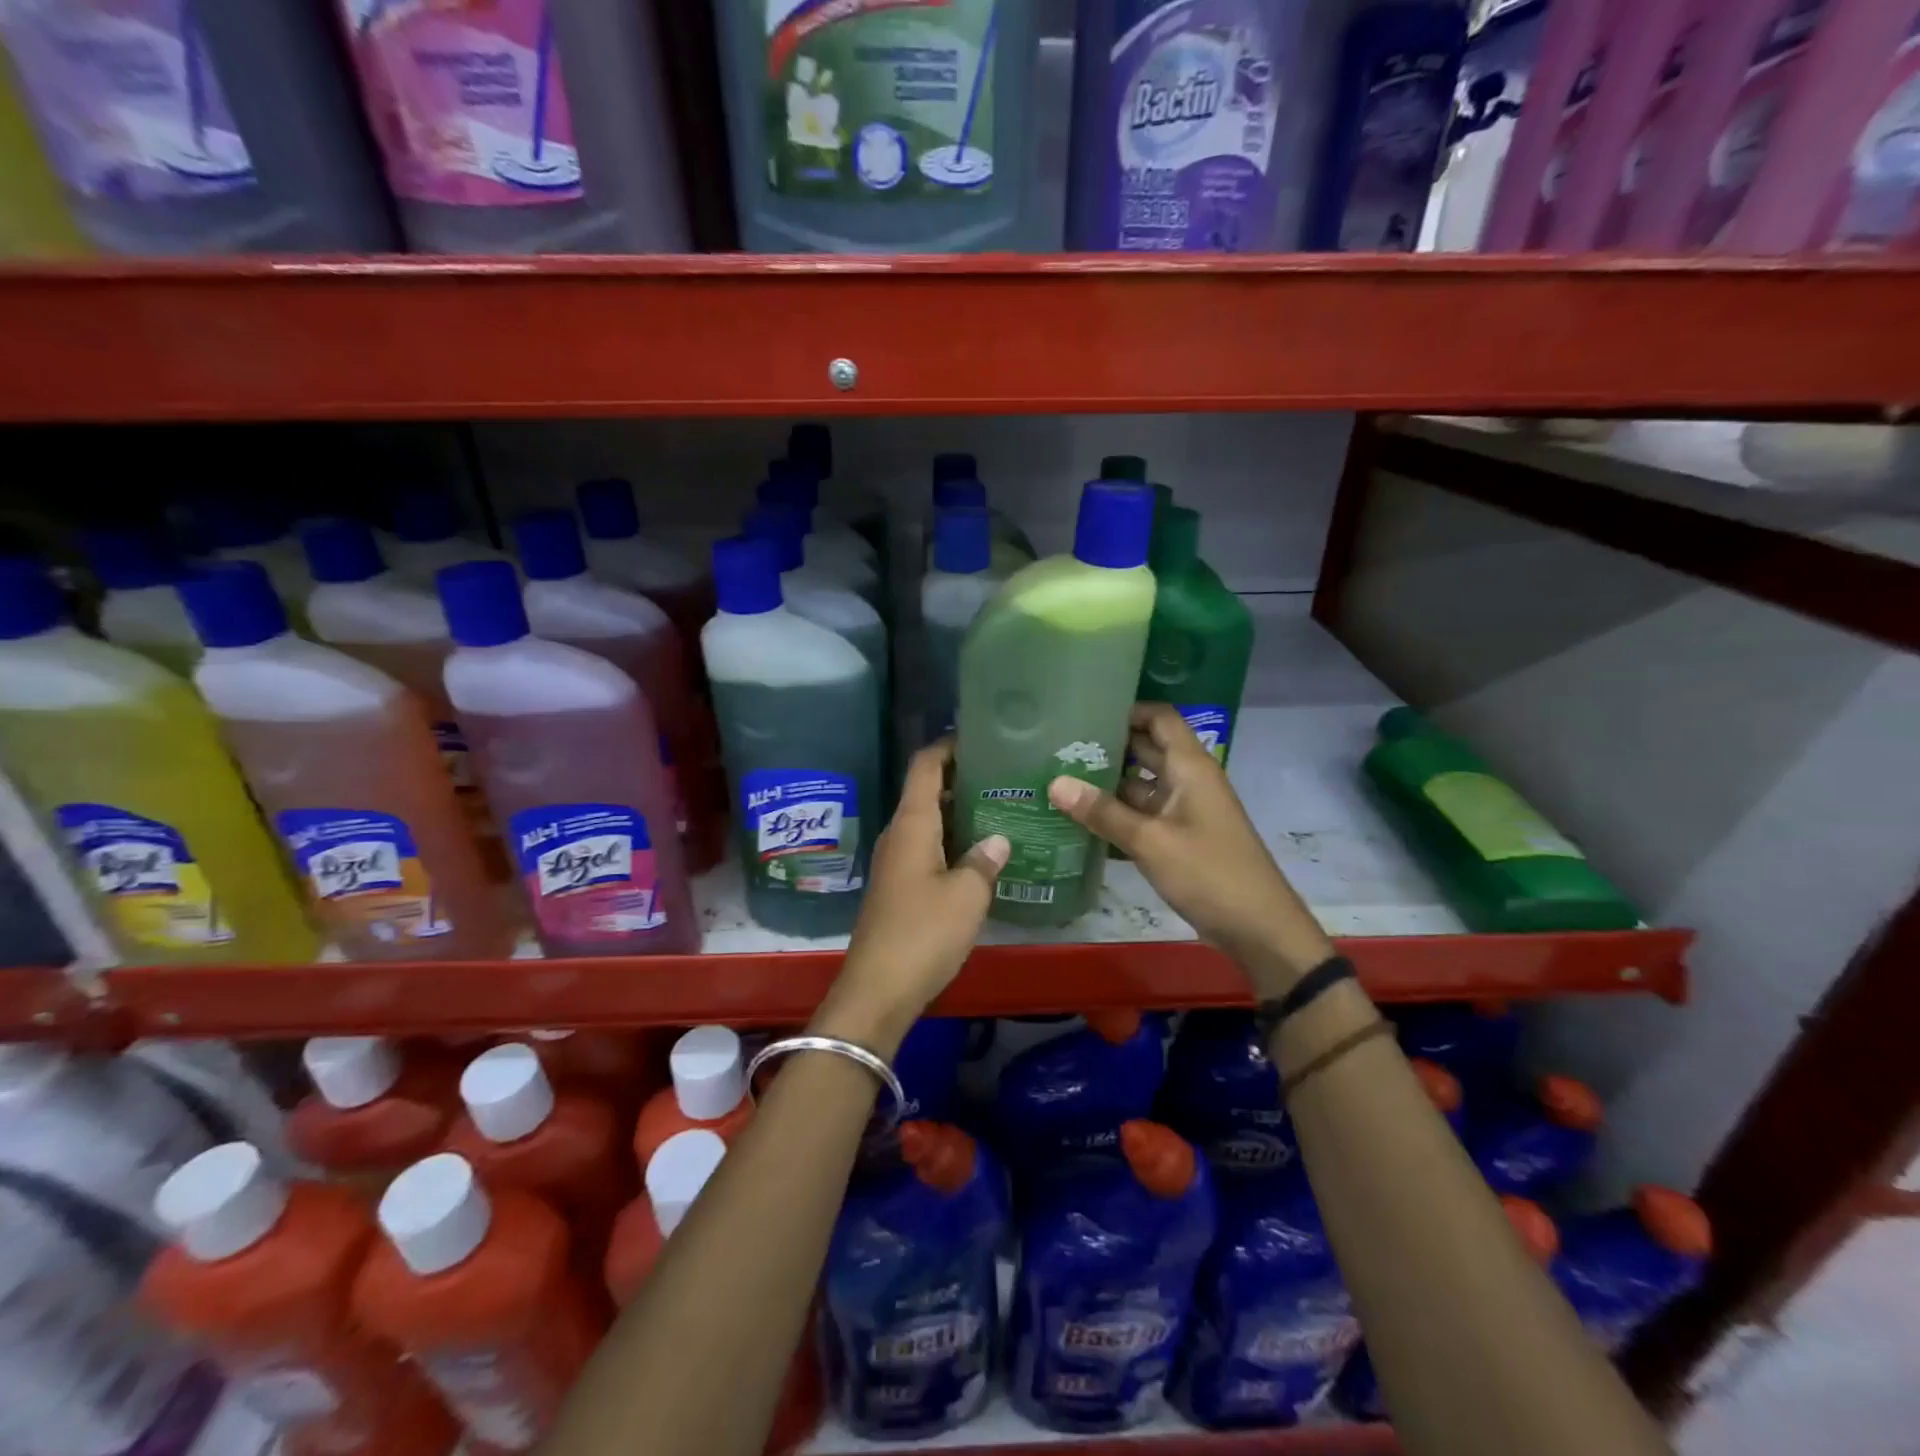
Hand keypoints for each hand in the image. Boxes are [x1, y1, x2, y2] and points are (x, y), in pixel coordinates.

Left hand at [816, 740, 1007, 1055]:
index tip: (981, 737)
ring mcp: (896, 862)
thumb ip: (984, 861)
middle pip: (926, 791)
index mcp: (912, 824)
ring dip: (958, 812)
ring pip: (928, 822)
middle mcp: (899, 835)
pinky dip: (952, 840)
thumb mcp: (967, 895)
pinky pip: (927, 848)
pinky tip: (980, 853)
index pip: (925, 766)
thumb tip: (997, 840)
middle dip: (961, 778)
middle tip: (1004, 775)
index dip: (948, 746)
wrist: (878, 989)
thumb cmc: (923, 933)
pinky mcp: (899, 887)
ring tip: (1000, 808)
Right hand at [1047, 703, 1333, 994]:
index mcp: (1190, 767)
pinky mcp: (1179, 838)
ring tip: (1058, 778)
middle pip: (1146, 748)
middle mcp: (1187, 780)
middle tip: (1057, 745)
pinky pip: (1143, 815)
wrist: (1258, 929)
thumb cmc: (1209, 873)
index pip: (1159, 717)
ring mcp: (1184, 810)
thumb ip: (1103, 812)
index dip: (1127, 709)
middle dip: (1107, 746)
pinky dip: (1116, 814)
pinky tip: (1079, 820)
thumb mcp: (1150, 841)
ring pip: (1141, 785)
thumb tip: (1055, 783)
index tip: (1084, 710)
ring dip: (1107, 783)